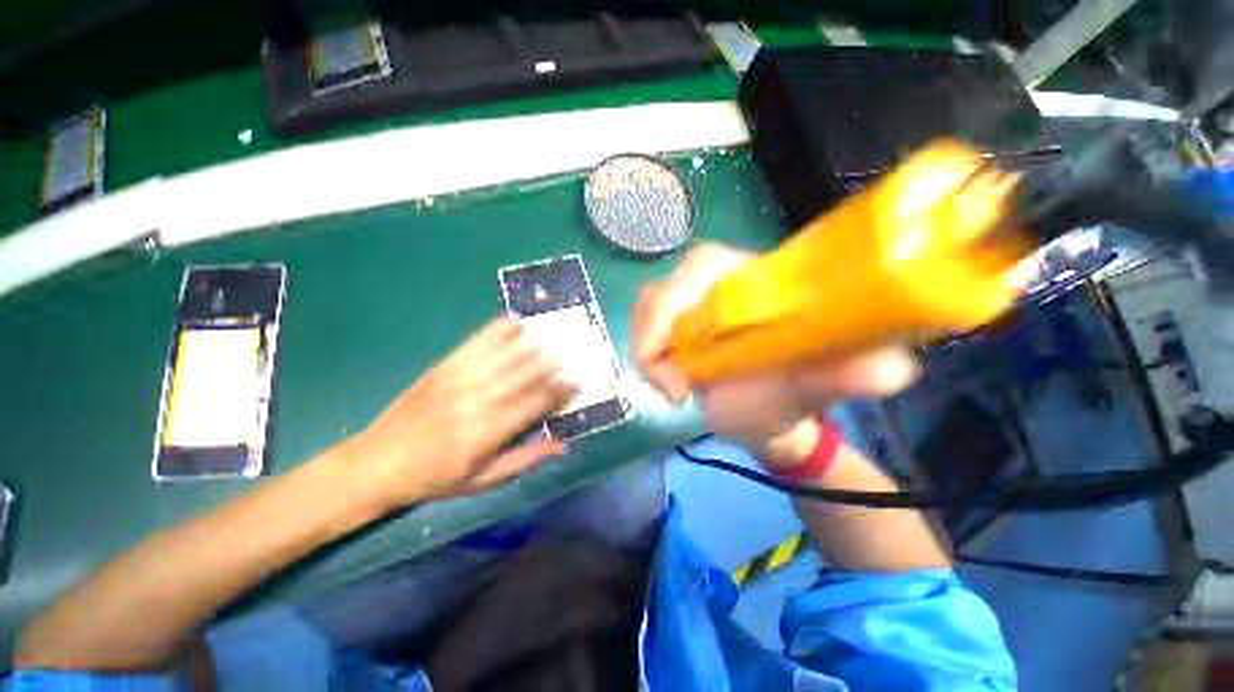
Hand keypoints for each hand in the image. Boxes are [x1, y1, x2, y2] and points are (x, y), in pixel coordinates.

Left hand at [346, 317, 575, 508]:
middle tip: (572, 355)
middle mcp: (478, 401)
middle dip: (552, 363)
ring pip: (504, 356)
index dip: (560, 391)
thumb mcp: (481, 481)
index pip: (536, 403)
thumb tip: (561, 445)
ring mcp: (459, 380)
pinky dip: (495, 331)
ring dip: (531, 345)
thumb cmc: (433, 478)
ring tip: (552, 339)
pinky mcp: (443, 368)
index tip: (577, 383)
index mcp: (489, 431)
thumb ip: (523, 459)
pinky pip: (474, 344)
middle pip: (524, 374)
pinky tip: (512, 321)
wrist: (375, 464)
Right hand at [632, 243, 918, 458]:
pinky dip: (644, 350)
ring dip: (646, 347)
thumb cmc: (789, 400)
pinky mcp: (675, 321)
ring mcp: (691, 301)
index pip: (703, 264)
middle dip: (652, 337)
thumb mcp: (812, 389)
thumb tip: (892, 368)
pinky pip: (645, 324)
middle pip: (664, 287)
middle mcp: (720, 282)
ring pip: (648, 305)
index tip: (679, 381)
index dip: (675, 309)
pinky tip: (662, 378)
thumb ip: (844, 376)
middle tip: (672, 390)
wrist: (765, 412)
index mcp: (758, 280)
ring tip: (669, 389)